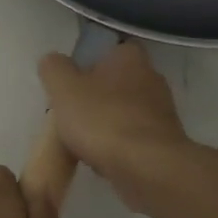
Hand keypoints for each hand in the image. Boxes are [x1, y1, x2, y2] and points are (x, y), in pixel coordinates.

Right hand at [37, 42, 189, 209]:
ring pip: (125, 112)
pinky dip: (118, 147)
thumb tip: (53, 61)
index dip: (91, 62)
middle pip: (118, 82)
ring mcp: (162, 113)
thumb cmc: (103, 120)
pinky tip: (101, 160)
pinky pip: (134, 139)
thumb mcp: (63, 88)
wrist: (147, 168)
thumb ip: (54, 68)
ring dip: (107, 123)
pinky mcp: (164, 144)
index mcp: (130, 58)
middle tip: (71, 112)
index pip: (112, 49)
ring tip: (81, 141)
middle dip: (97, 96)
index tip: (73, 80)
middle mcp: (152, 79)